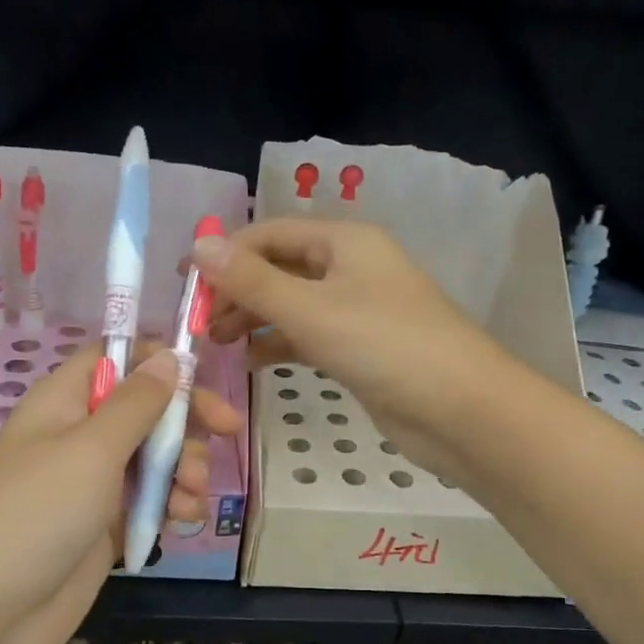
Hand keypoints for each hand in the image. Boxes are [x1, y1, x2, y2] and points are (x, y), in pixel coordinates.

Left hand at [0, 342, 243, 643]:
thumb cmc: (39, 513)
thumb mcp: (92, 449)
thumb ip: (137, 403)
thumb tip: (168, 357)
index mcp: (65, 402)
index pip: (114, 359)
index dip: (155, 360)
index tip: (198, 373)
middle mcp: (80, 435)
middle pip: (145, 408)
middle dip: (187, 418)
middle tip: (229, 429)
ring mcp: (94, 482)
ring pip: (155, 456)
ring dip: (185, 466)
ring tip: (193, 493)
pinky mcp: (107, 524)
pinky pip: (151, 499)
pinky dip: (173, 502)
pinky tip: (184, 517)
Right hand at [196, 219, 505, 479]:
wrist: (459, 410)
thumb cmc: (384, 345)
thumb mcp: (310, 309)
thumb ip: (251, 280)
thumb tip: (198, 245)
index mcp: (344, 241)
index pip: (270, 233)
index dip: (225, 254)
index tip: (184, 283)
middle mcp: (349, 267)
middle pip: (279, 267)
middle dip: (237, 291)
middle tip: (198, 322)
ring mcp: (356, 309)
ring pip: (291, 304)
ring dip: (254, 319)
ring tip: (216, 343)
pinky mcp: (359, 348)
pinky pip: (308, 335)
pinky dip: (278, 344)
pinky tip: (252, 363)